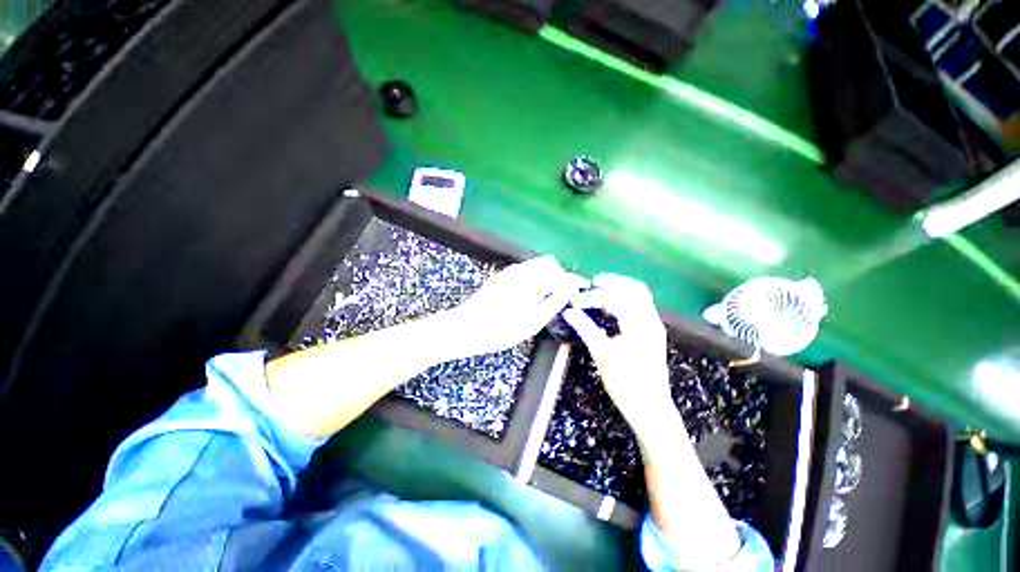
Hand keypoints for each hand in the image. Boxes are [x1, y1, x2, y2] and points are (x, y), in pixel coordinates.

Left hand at [441, 255, 583, 359]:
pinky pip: (526, 268)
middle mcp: (522, 271)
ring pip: (537, 264)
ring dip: (549, 274)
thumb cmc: (500, 330)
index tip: (582, 287)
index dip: (573, 280)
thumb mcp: (531, 323)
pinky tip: (536, 288)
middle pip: (550, 265)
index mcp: (531, 283)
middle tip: (567, 292)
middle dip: (561, 275)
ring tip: (554, 291)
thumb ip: (552, 303)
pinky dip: (536, 274)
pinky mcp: (502, 275)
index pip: (560, 275)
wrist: (465, 328)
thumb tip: (568, 290)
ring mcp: (510, 272)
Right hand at [562, 274, 676, 438]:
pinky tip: (612, 306)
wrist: (650, 408)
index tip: (575, 302)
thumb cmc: (626, 383)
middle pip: (634, 288)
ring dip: (621, 288)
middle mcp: (651, 320)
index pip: (614, 299)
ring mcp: (654, 326)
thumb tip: (568, 312)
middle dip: (612, 282)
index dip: (592, 297)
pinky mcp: (652, 332)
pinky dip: (626, 299)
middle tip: (592, 282)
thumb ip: (585, 329)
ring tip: (601, 288)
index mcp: (639, 324)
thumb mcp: (602, 354)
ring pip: (640, 295)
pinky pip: (641, 306)